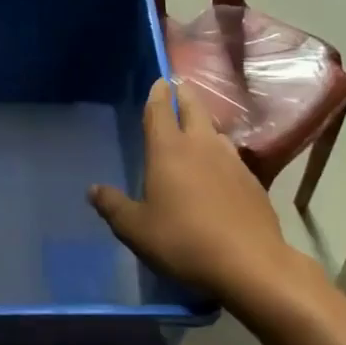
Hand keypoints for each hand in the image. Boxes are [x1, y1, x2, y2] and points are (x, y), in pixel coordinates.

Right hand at [90, 79, 312, 301]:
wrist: (249, 263)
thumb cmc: (182, 241)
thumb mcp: (136, 229)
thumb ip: (113, 206)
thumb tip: (93, 190)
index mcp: (168, 150)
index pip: (160, 110)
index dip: (157, 94)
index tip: (159, 81)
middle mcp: (201, 146)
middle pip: (194, 109)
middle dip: (184, 95)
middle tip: (179, 87)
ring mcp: (231, 161)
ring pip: (215, 131)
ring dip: (204, 123)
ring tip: (197, 126)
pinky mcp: (252, 181)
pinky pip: (231, 156)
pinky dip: (220, 152)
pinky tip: (219, 167)